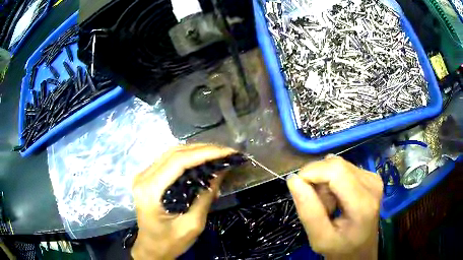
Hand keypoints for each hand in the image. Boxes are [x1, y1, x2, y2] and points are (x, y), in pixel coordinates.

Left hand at [131, 144, 235, 259]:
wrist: (151, 249)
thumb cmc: (170, 242)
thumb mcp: (192, 224)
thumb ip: (205, 196)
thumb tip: (221, 171)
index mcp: (150, 190)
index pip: (178, 161)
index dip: (205, 153)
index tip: (227, 152)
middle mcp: (143, 177)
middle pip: (174, 153)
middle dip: (203, 149)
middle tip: (226, 152)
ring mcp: (143, 176)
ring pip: (171, 153)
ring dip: (196, 151)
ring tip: (218, 154)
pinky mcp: (147, 178)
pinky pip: (169, 161)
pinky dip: (188, 158)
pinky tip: (202, 160)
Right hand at [287, 155, 382, 258]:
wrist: (361, 250)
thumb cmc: (340, 248)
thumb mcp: (319, 239)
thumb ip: (308, 211)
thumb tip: (293, 179)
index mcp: (362, 203)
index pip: (335, 170)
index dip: (312, 172)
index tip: (298, 189)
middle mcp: (371, 184)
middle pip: (336, 165)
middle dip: (317, 180)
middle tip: (316, 204)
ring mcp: (373, 178)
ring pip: (338, 165)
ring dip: (325, 182)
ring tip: (328, 204)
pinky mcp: (371, 176)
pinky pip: (344, 168)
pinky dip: (333, 181)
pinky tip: (337, 197)